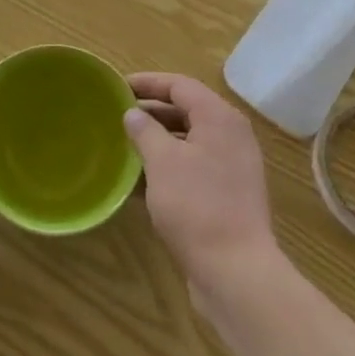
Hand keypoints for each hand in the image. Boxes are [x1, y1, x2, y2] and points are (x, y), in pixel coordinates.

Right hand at [124, 74, 280, 310]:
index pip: (180, 85)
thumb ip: (145, 131)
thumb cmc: (197, 206)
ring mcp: (232, 167)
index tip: (118, 87)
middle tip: (118, 116)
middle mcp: (231, 136)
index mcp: (219, 118)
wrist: (236, 272)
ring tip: (125, 145)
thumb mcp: (162, 162)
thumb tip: (133, 114)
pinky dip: (169, 167)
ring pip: (189, 141)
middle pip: (187, 110)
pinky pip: (194, 167)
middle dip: (151, 112)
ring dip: (158, 141)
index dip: (148, 83)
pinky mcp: (229, 195)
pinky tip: (140, 180)